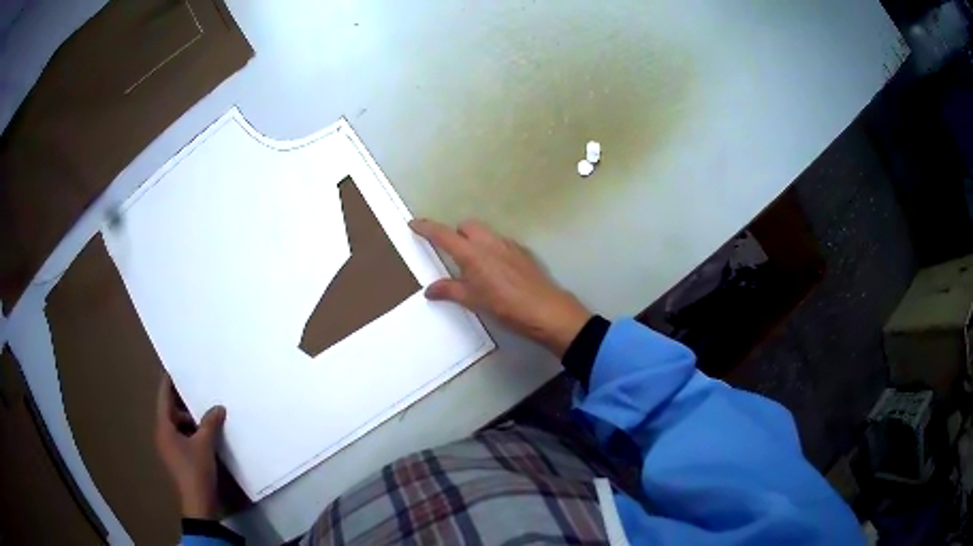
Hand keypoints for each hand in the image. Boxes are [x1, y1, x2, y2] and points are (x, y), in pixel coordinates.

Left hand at [154, 375, 225, 519]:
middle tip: (197, 389)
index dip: (168, 383)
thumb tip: (218, 407)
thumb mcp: (205, 444)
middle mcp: (163, 435)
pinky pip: (182, 436)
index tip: (175, 369)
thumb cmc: (196, 470)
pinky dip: (192, 431)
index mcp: (163, 428)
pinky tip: (206, 432)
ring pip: (177, 425)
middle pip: (170, 411)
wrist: (199, 503)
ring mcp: (169, 448)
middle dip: (183, 402)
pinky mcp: (178, 458)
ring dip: (190, 419)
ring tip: (206, 413)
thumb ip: (210, 423)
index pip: (163, 398)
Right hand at [410, 219, 591, 355]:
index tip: (414, 224)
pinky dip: (491, 249)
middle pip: (466, 226)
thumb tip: (430, 290)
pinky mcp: (522, 252)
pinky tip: (496, 271)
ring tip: (474, 266)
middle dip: (455, 235)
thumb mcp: (473, 301)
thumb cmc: (505, 306)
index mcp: (472, 253)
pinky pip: (500, 242)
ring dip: (474, 241)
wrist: (545, 310)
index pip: (443, 234)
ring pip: (484, 233)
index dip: (426, 228)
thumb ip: (449, 291)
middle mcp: (489, 242)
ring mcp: (508, 244)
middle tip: (452, 255)